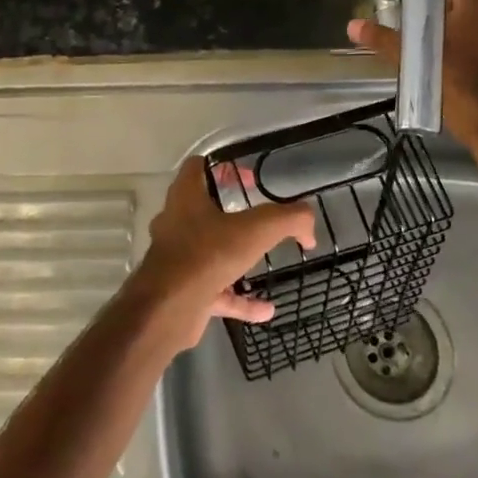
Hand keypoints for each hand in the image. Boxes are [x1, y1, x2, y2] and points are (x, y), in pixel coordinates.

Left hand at [133, 155, 316, 350]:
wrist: (169, 309)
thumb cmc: (207, 254)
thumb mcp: (256, 229)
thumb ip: (288, 219)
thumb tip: (309, 224)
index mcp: (186, 196)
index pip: (198, 167)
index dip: (223, 168)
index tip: (249, 180)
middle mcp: (176, 222)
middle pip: (201, 207)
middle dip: (229, 212)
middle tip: (257, 218)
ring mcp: (177, 257)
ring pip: (208, 251)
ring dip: (235, 258)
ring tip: (263, 262)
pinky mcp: (182, 290)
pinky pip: (216, 292)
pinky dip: (240, 300)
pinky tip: (267, 310)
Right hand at [349, 0, 477, 156]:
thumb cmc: (451, 77)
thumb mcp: (411, 55)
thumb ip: (382, 38)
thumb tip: (352, 25)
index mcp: (475, 5)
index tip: (408, 11)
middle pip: (456, 5)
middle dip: (434, 15)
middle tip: (410, 28)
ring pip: (465, 24)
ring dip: (445, 31)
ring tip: (420, 45)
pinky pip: (474, 40)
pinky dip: (458, 45)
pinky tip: (437, 60)